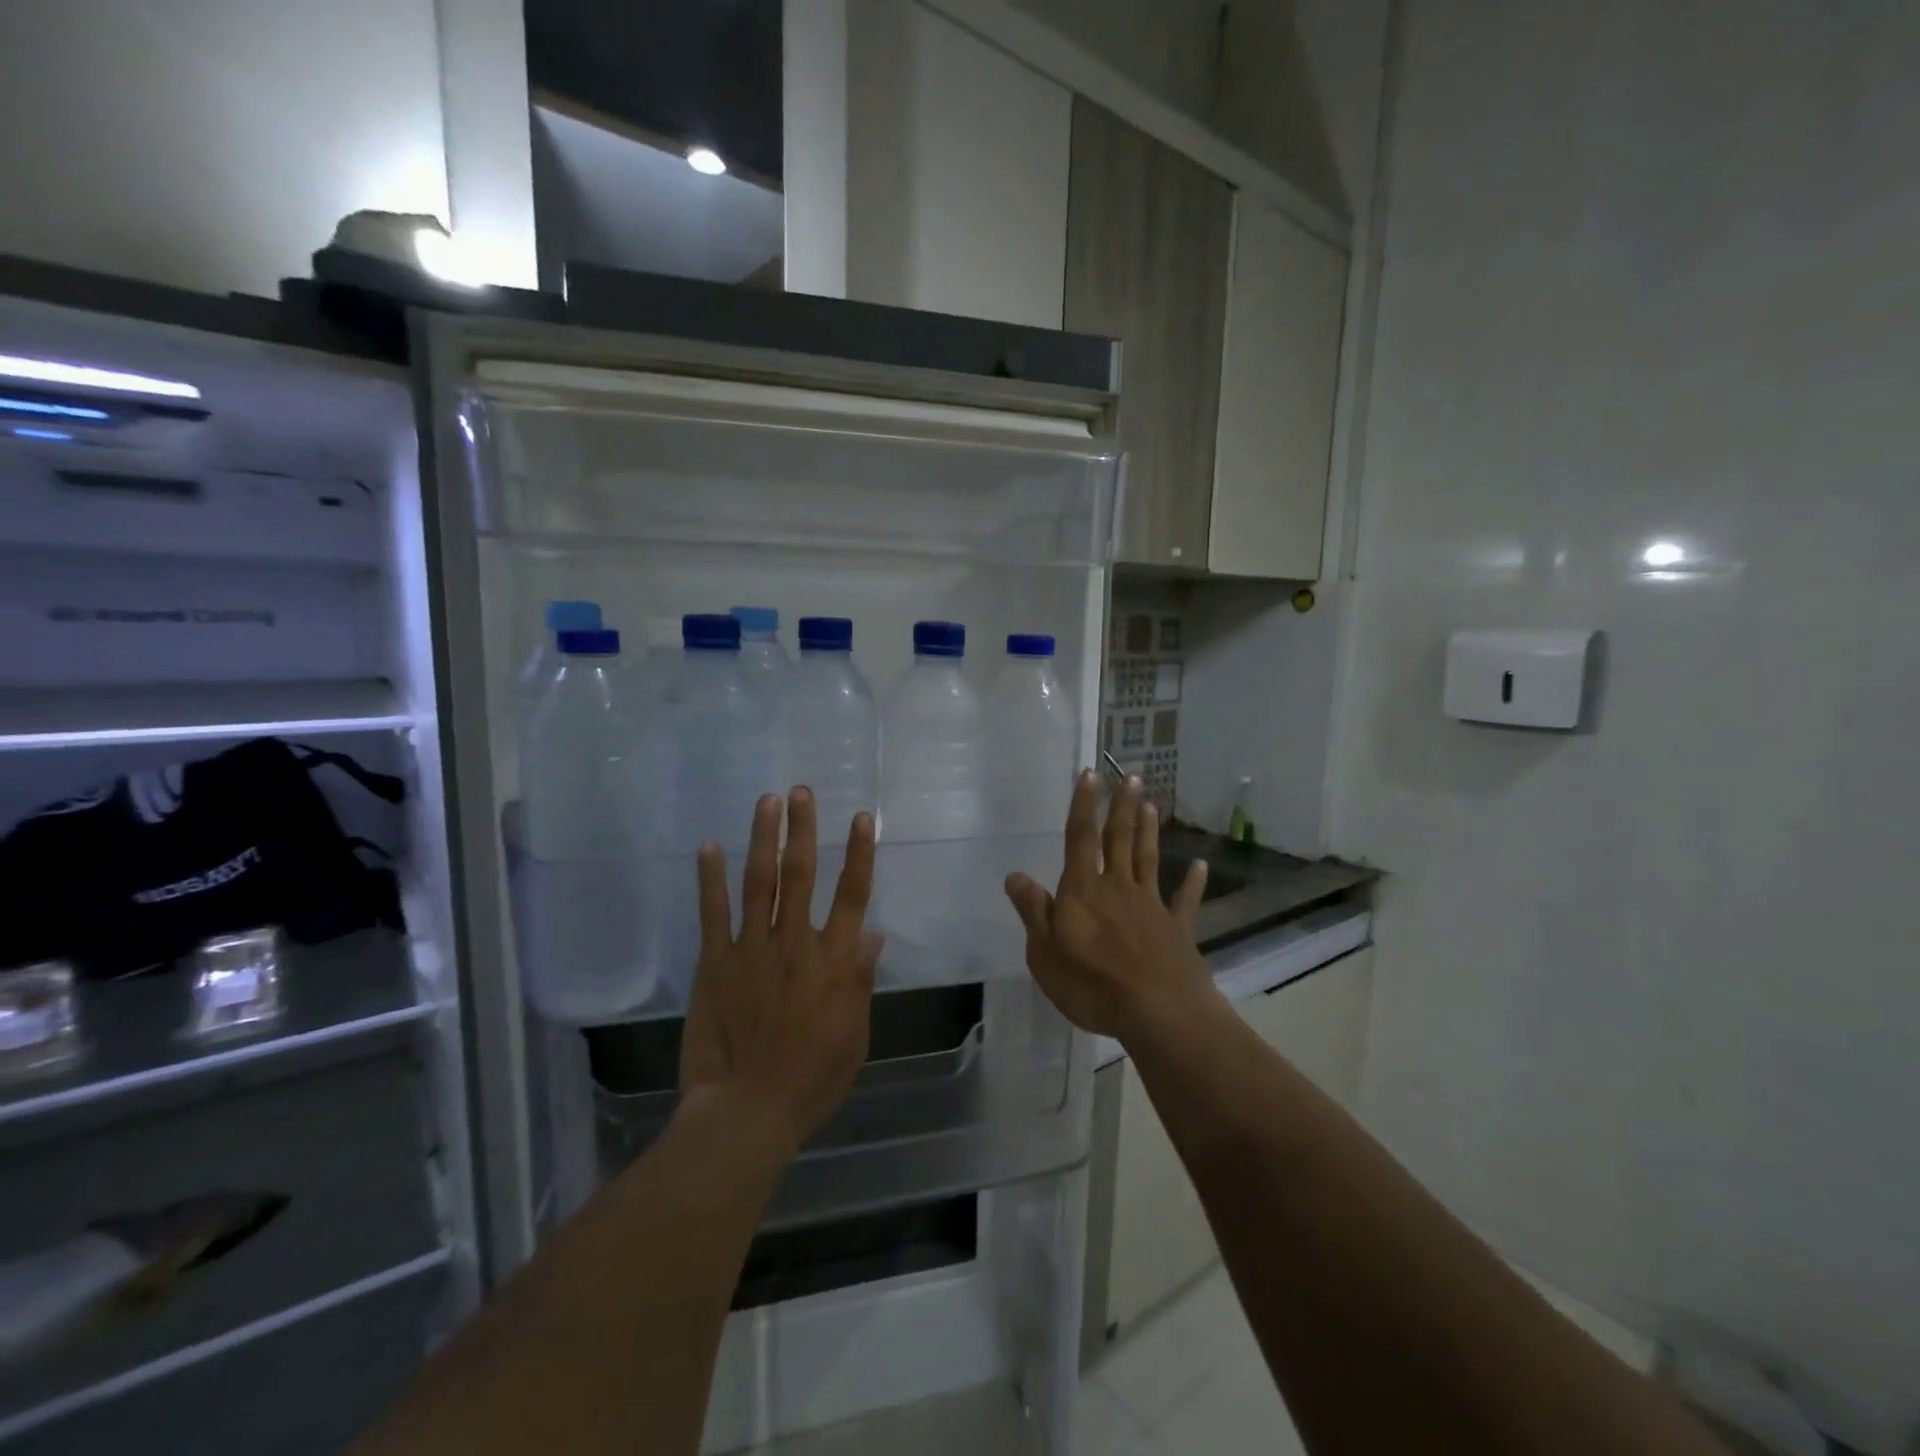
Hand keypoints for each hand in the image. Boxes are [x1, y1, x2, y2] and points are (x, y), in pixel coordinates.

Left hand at [681, 788, 883, 1154]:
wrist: (747, 1111)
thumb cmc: (811, 1078)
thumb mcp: (854, 1034)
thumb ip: (860, 981)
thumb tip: (873, 934)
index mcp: (832, 962)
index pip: (852, 896)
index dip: (860, 854)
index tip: (862, 818)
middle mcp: (793, 944)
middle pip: (801, 875)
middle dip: (803, 830)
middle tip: (800, 792)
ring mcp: (750, 951)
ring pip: (760, 883)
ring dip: (764, 839)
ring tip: (766, 801)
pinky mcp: (714, 965)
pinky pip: (713, 914)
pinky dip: (711, 879)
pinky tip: (710, 846)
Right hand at [1004, 772, 1213, 1041]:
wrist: (1158, 1013)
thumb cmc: (1092, 985)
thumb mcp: (1045, 953)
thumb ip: (1034, 911)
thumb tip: (1015, 875)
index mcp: (1083, 891)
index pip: (1080, 839)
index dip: (1083, 806)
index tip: (1090, 775)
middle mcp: (1118, 888)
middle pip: (1119, 840)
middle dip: (1121, 808)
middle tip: (1130, 777)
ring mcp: (1151, 906)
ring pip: (1147, 860)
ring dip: (1148, 831)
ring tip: (1151, 804)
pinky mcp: (1178, 929)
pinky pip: (1185, 901)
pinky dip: (1193, 882)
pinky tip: (1200, 866)